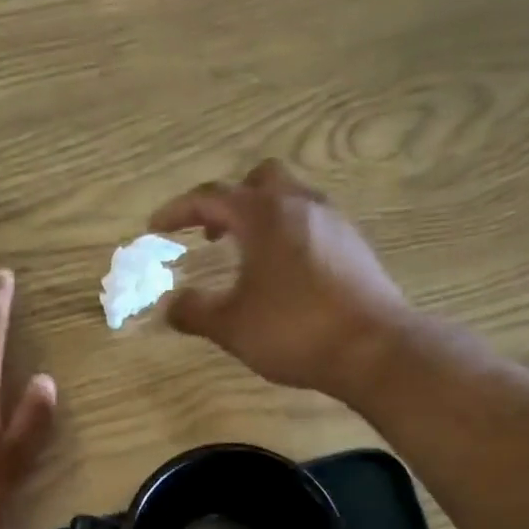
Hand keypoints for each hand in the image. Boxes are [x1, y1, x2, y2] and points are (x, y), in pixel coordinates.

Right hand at [151, 160, 413, 402]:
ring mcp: (334, 223)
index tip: (155, 227)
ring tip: (245, 256)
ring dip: (262, 218)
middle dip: (230, 200)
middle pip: (260, 180)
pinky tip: (283, 276)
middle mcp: (301, 206)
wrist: (373, 348)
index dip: (178, 210)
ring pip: (291, 200)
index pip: (212, 197)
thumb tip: (169, 306)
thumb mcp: (232, 326)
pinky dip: (287, 236)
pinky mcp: (354, 247)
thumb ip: (195, 312)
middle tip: (211, 233)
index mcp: (264, 216)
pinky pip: (312, 224)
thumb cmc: (294, 330)